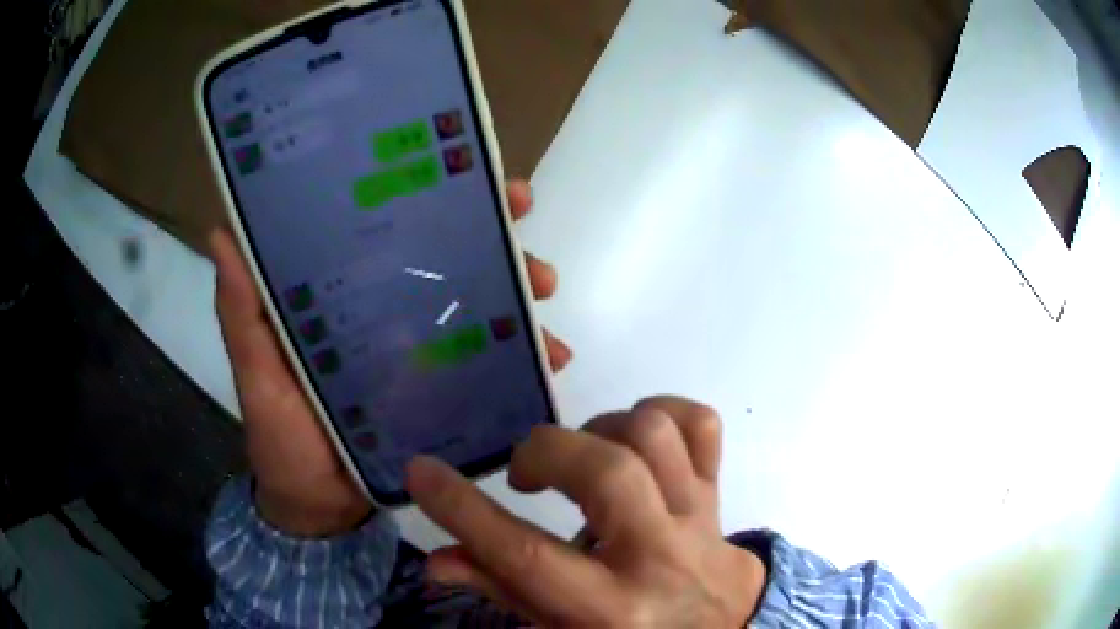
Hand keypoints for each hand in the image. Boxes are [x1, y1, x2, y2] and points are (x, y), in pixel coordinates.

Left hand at [210, 180, 571, 535]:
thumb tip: (221, 233)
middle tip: (535, 262)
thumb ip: (242, 313)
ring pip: (482, 309)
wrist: (319, 509)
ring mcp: (423, 353)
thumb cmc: (281, 439)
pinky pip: (491, 367)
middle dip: (502, 248)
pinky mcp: (445, 393)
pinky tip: (549, 365)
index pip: (394, 231)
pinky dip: (523, 360)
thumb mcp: (255, 373)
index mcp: (349, 295)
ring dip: (522, 304)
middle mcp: (391, 312)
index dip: (435, 200)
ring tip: (548, 320)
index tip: (481, 182)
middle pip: (453, 261)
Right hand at [408, 396, 766, 627]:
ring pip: (654, 435)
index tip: (421, 471)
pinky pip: (701, 423)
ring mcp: (696, 517)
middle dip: (545, 452)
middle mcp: (657, 558)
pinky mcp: (717, 490)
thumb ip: (502, 591)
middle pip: (606, 474)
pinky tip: (635, 438)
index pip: (525, 555)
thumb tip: (437, 561)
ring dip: (600, 429)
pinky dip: (662, 412)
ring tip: (582, 456)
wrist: (720, 626)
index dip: (462, 509)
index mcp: (610, 608)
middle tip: (524, 473)